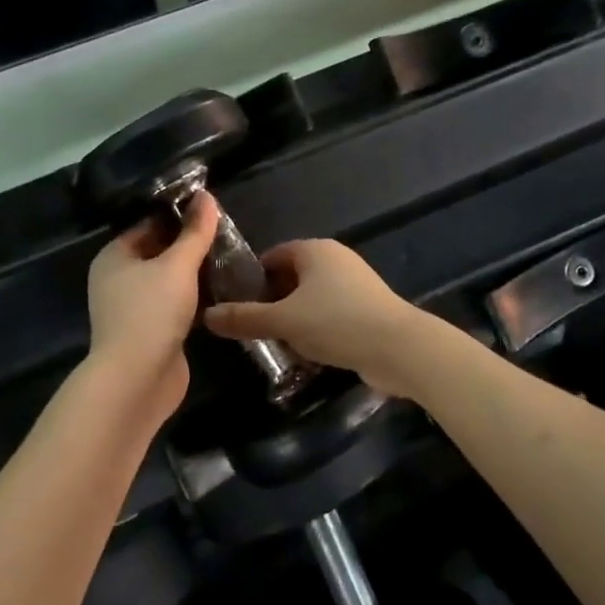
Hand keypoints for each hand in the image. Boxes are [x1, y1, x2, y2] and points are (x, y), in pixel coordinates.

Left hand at [85, 191, 220, 425]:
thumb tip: (206, 195)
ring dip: (194, 273)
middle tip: (227, 233)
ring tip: (230, 258)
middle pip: (159, 251)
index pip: (149, 224)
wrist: (137, 380)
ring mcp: (134, 308)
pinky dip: (195, 298)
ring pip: (168, 280)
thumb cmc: (151, 312)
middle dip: (189, 244)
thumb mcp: (177, 265)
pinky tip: (222, 291)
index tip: (211, 210)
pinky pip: (175, 305)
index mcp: (115, 257)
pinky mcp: (152, 332)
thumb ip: (195, 232)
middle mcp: (118, 279)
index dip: (178, 215)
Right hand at [205, 240, 424, 394]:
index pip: (273, 256)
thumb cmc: (336, 322)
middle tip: (251, 329)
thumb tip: (207, 316)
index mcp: (314, 250)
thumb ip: (244, 318)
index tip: (235, 305)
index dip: (252, 279)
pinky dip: (317, 330)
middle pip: (292, 277)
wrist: (398, 348)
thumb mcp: (283, 321)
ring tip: (275, 345)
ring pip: (312, 299)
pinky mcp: (368, 309)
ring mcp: (355, 285)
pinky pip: (331, 315)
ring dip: (294, 319)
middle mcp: (336, 260)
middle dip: (272, 302)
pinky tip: (307, 355)